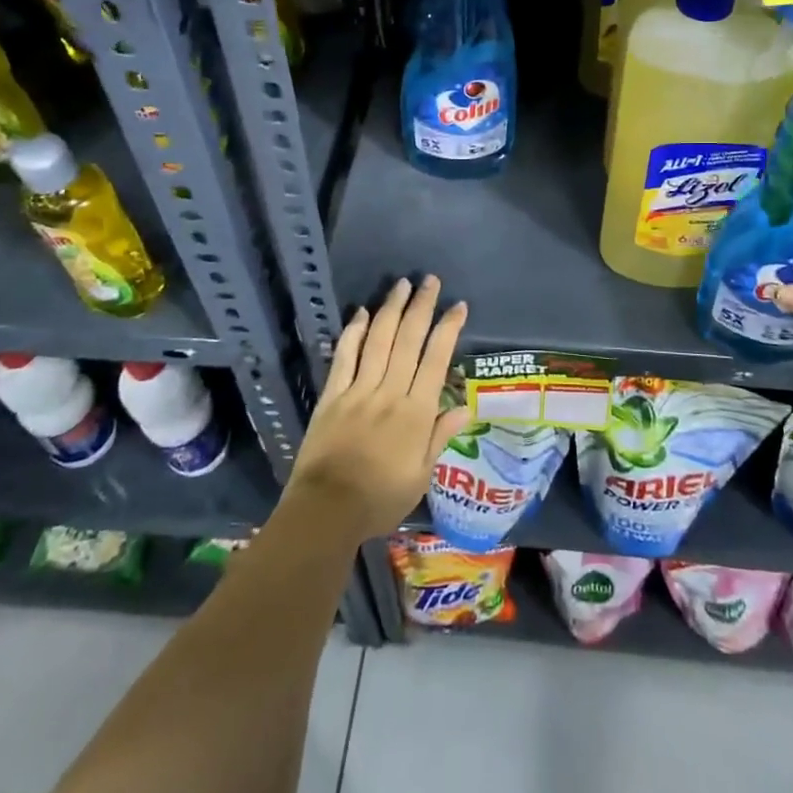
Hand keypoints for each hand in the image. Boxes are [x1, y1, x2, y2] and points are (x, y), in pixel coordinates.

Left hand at [289, 275, 471, 541]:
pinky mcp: (332, 395)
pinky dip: (354, 333)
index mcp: (416, 412)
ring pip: (379, 340)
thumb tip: (465, 406)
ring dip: (391, 309)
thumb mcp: (421, 475)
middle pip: (408, 340)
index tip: (458, 306)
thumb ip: (440, 436)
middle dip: (421, 307)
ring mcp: (359, 390)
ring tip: (402, 284)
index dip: (448, 329)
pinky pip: (344, 357)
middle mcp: (390, 392)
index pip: (437, 359)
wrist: (327, 511)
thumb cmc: (380, 499)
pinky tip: (362, 313)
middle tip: (430, 280)